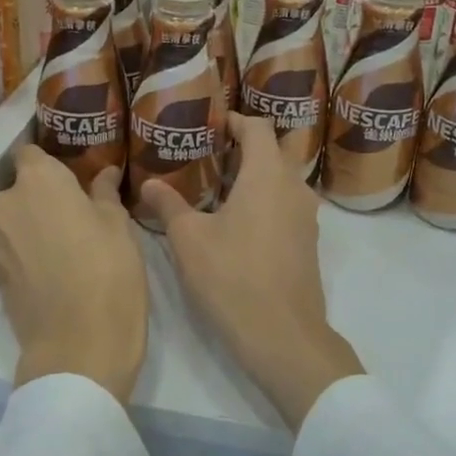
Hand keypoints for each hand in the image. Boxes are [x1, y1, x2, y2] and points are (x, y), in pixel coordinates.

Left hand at [0, 147, 148, 403]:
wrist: (79, 347)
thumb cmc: (109, 272)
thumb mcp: (118, 226)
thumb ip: (104, 194)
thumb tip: (103, 173)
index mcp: (38, 181)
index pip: (30, 153)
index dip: (50, 162)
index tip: (72, 175)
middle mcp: (6, 204)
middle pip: (21, 190)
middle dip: (43, 197)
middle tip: (78, 214)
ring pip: (14, 222)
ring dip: (33, 227)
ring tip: (67, 246)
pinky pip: (12, 251)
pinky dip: (28, 254)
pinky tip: (55, 271)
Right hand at [142, 114, 362, 430]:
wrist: (282, 335)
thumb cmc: (233, 278)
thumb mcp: (189, 240)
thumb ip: (169, 205)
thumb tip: (147, 184)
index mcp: (268, 175)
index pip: (257, 128)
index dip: (235, 120)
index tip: (212, 124)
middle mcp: (294, 187)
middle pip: (277, 149)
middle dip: (249, 144)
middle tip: (214, 152)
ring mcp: (307, 216)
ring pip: (286, 178)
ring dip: (260, 173)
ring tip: (223, 184)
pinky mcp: (308, 241)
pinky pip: (289, 203)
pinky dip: (268, 198)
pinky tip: (241, 219)